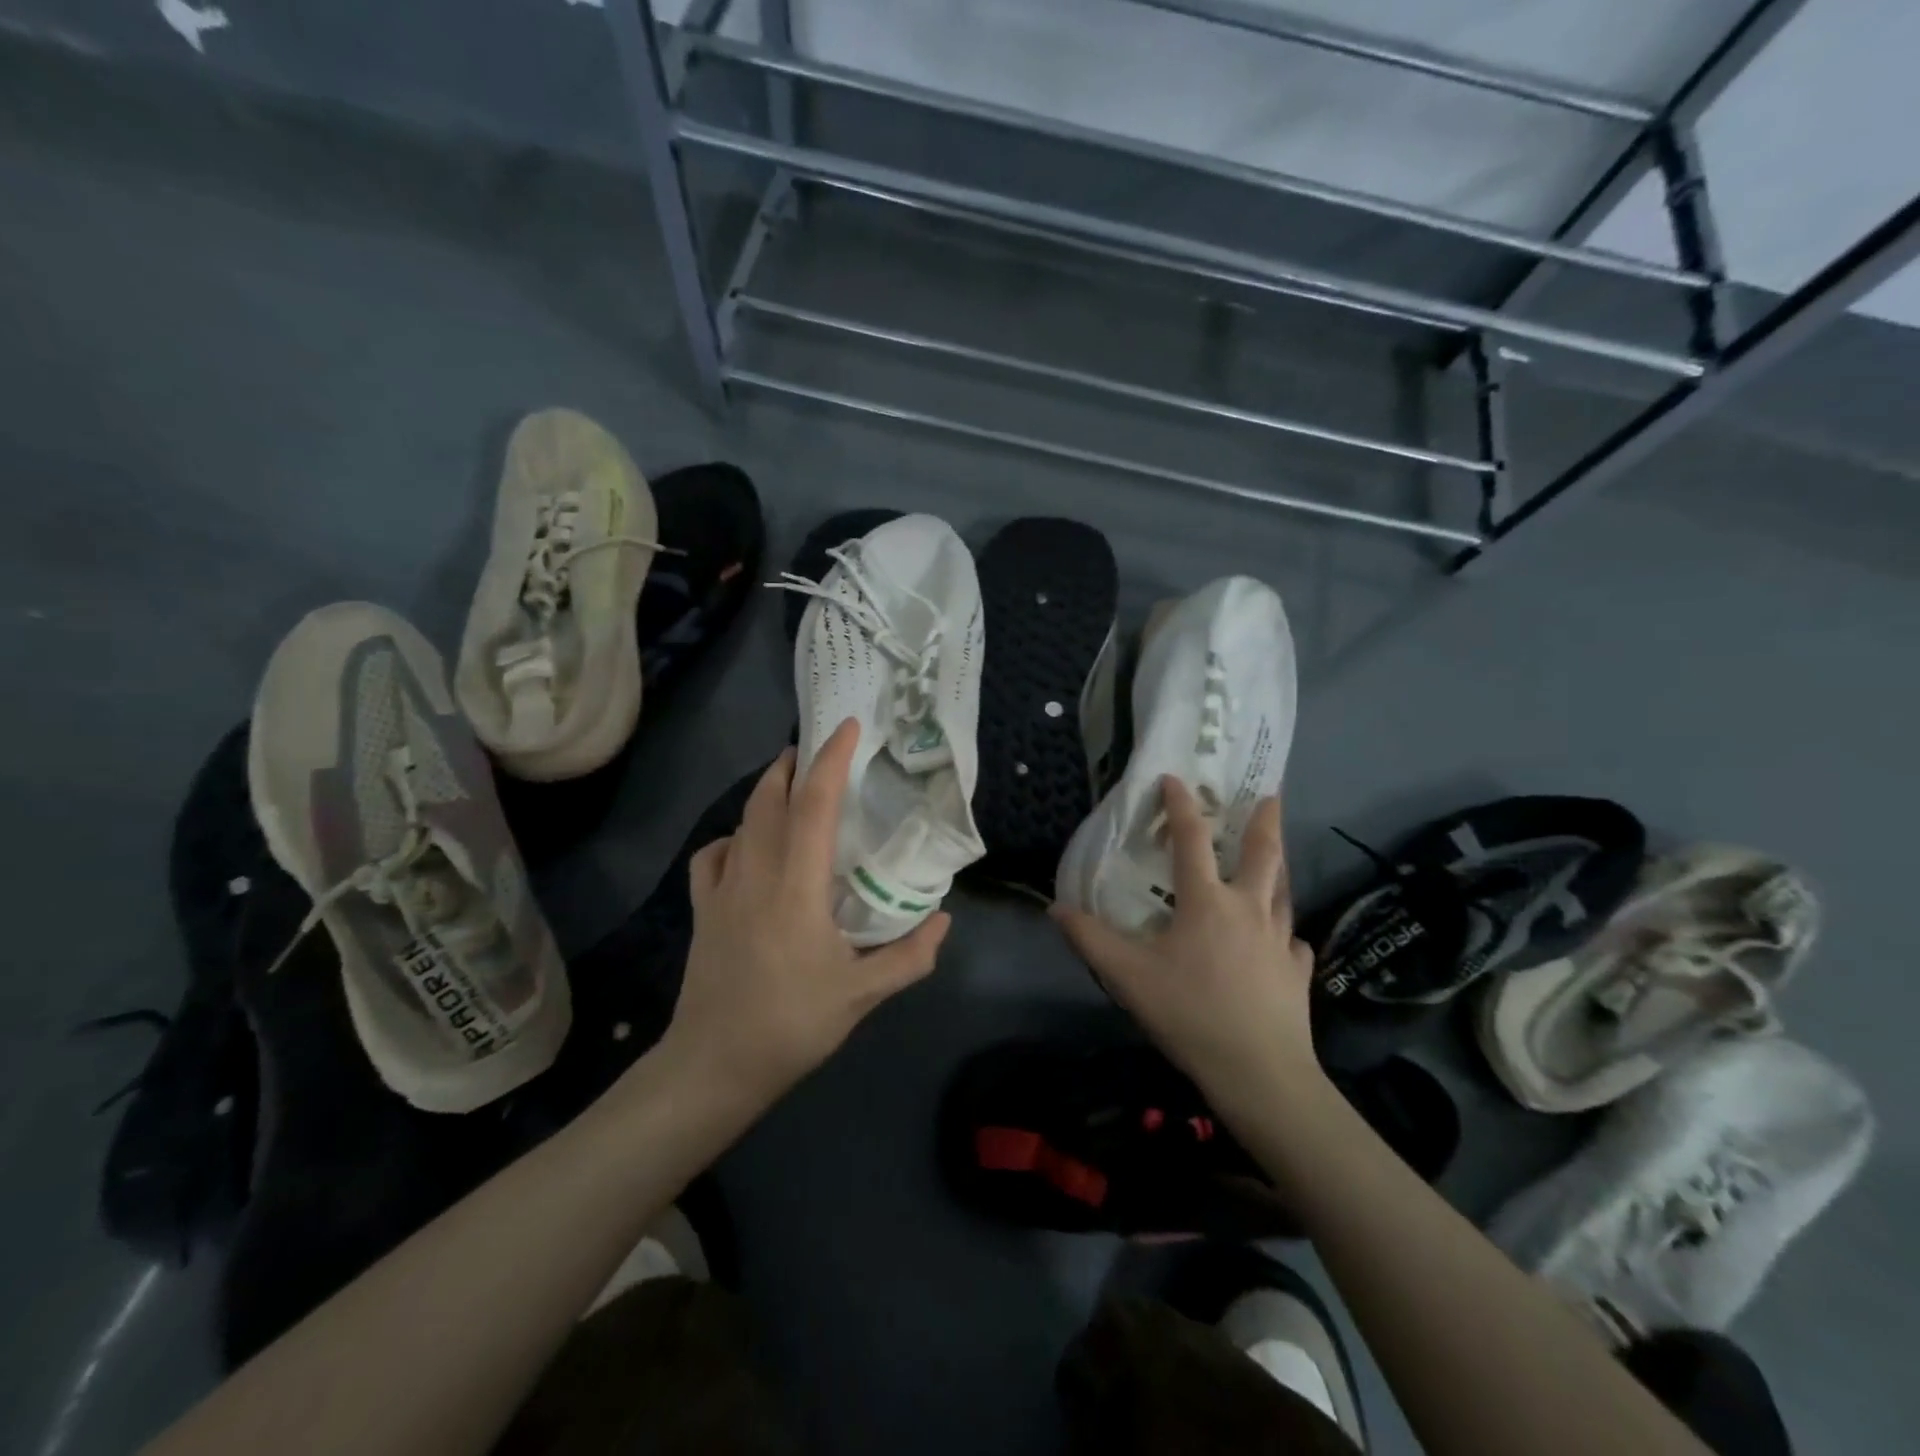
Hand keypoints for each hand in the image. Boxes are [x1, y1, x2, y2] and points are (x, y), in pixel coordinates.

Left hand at [658, 719, 950, 1110]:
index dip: (831, 760)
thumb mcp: (862, 995)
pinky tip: (746, 848)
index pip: (814, 805)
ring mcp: (721, 890)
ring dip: (766, 793)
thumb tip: (942, 918)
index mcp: (796, 886)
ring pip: (741, 821)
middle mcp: (755, 873)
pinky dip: (733, 837)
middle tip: (817, 749)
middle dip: (791, 764)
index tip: (848, 727)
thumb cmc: (791, 1025)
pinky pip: (713, 855)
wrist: (713, 1067)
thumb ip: (910, 955)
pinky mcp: (701, 909)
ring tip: (790, 788)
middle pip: (768, 798)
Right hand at [1051, 776, 1320, 1110]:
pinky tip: (1284, 941)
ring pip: (1283, 892)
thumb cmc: (1190, 1014)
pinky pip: (1293, 942)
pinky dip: (1286, 933)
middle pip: (1263, 854)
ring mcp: (1280, 941)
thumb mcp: (1128, 976)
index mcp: (1208, 902)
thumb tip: (1056, 908)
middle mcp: (1249, 910)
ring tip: (1277, 855)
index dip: (1181, 805)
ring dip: (1279, 868)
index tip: (1175, 779)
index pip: (1192, 840)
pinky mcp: (1298, 973)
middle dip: (1266, 821)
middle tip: (1272, 795)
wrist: (1261, 1074)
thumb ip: (1090, 939)